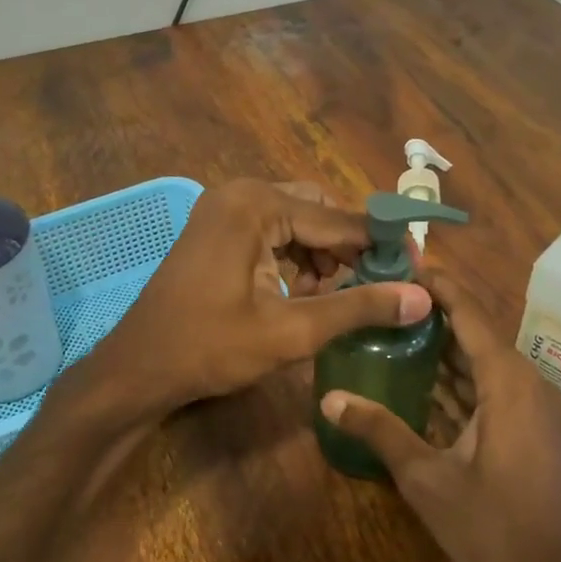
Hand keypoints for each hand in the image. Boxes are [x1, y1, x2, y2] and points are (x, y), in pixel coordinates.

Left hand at [92, 179, 431, 415]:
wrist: (139, 368)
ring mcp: (222, 210)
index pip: (337, 219)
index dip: (381, 243)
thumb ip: (357, 308)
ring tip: (339, 297)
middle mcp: (239, 194)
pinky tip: (304, 293)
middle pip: (317, 212)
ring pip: (295, 223)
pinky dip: (294, 258)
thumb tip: (422, 297)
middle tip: (378, 285)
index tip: (418, 264)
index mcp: (255, 205)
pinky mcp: (215, 231)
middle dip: (348, 248)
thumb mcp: (291, 331)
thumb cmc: (210, 348)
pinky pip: (271, 233)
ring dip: (322, 255)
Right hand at [317, 270, 560, 561]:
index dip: (437, 286)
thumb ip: (380, 431)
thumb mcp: (427, 478)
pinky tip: (419, 384)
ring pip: (482, 364)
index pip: (469, 313)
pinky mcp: (530, 430)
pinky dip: (457, 383)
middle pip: (475, 334)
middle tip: (382, 300)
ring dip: (442, 351)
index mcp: (508, 381)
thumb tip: (329, 398)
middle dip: (431, 316)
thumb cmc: (493, 526)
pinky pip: (490, 390)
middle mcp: (526, 383)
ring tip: (391, 332)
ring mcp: (532, 408)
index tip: (401, 262)